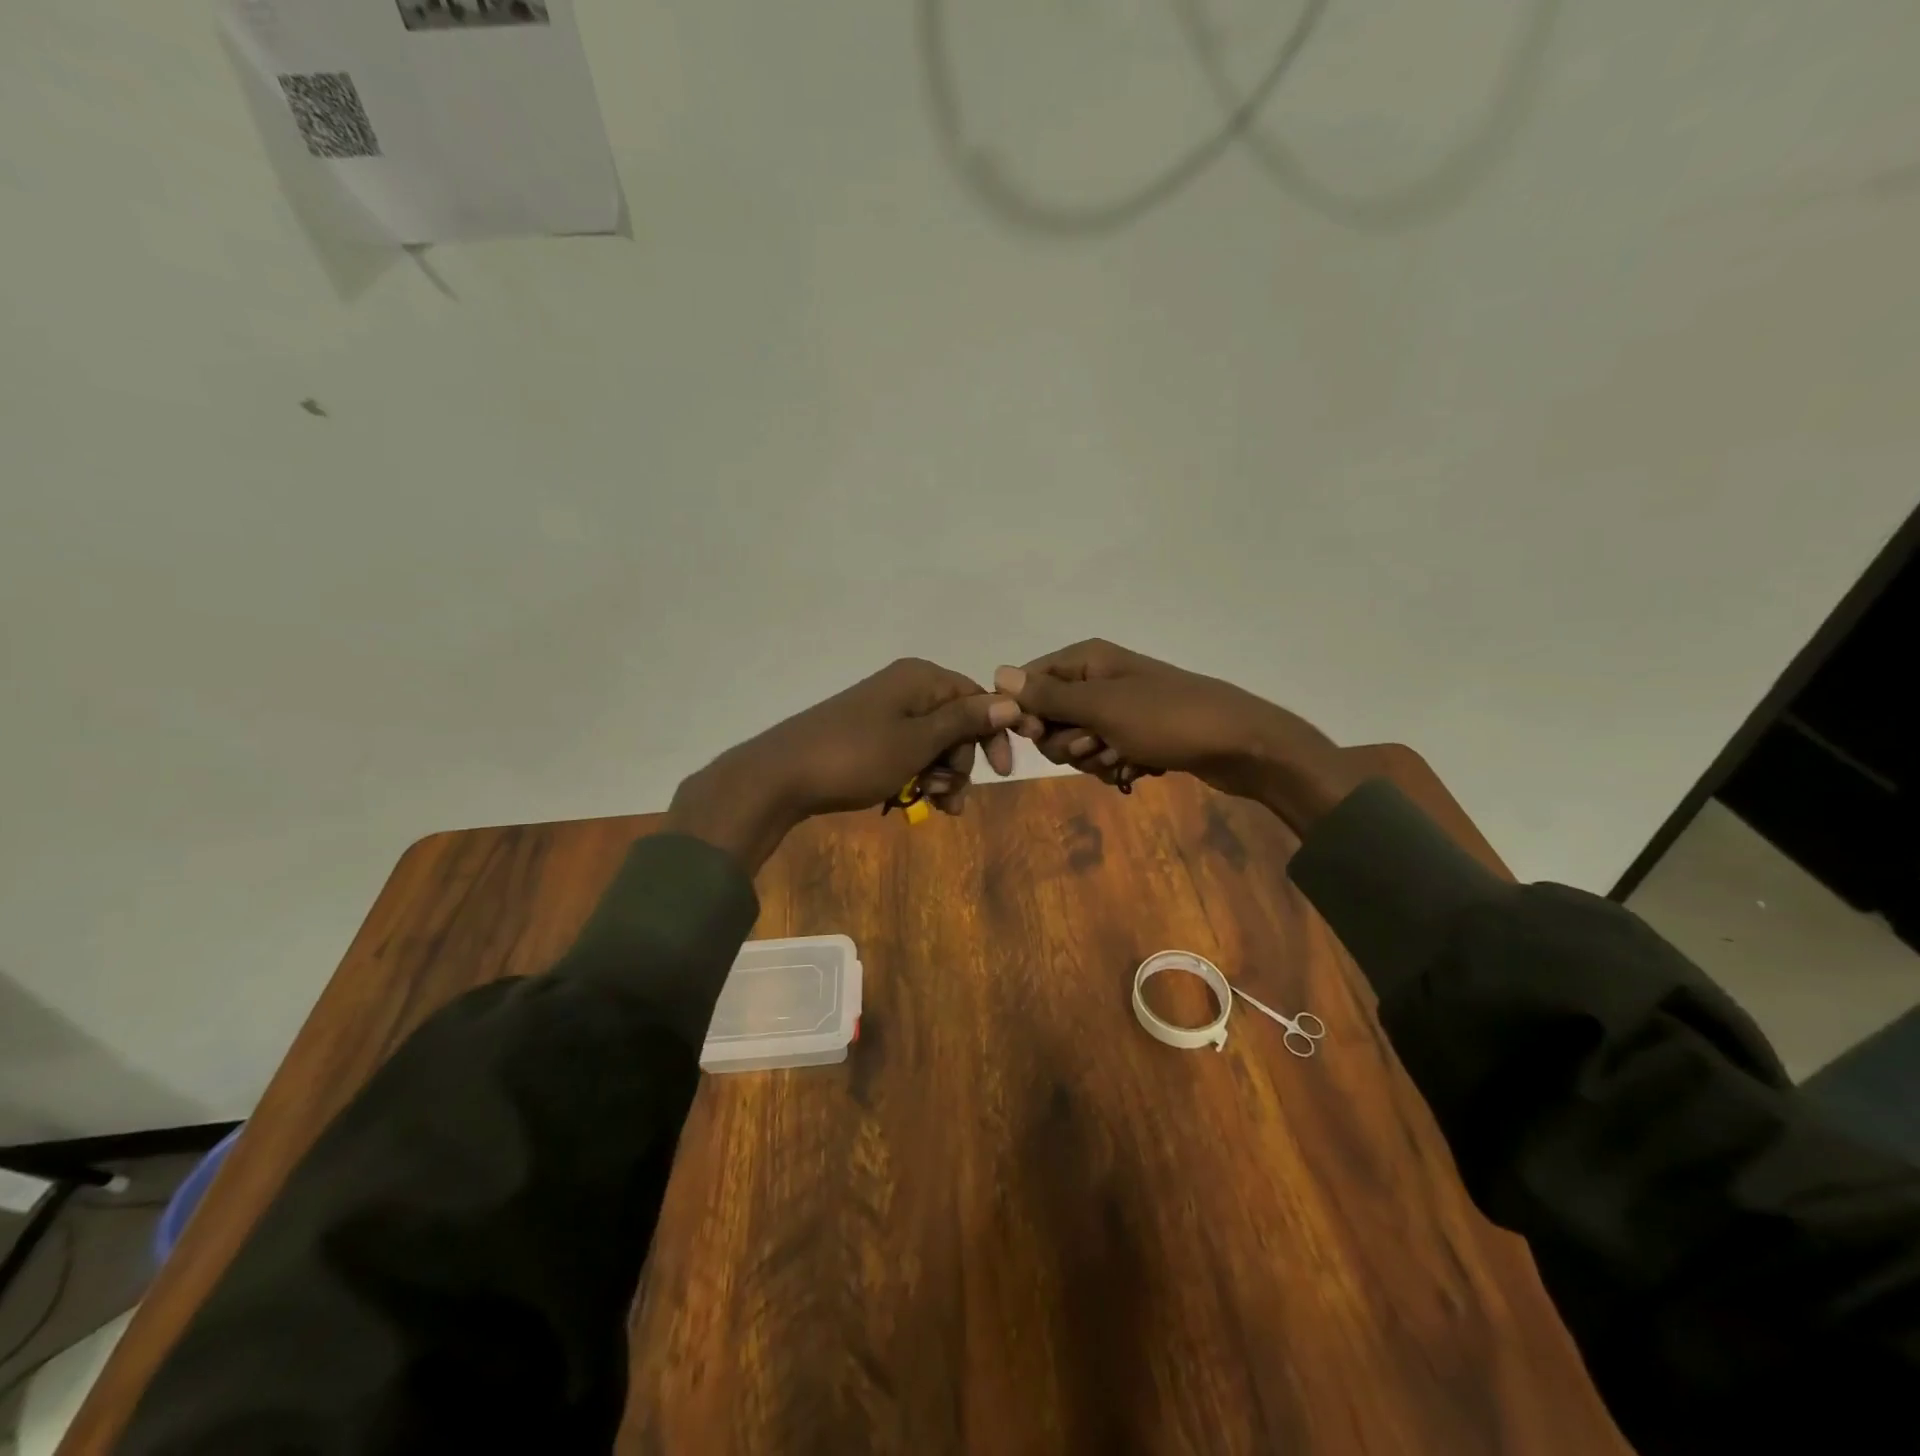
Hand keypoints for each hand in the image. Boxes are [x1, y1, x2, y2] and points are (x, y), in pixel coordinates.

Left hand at [668, 658, 1019, 870]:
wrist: (781, 776)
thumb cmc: (857, 756)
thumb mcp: (918, 741)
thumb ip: (965, 721)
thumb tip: (1012, 700)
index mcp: (921, 679)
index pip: (977, 698)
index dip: (993, 734)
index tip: (1002, 773)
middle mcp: (904, 688)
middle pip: (955, 723)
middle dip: (960, 763)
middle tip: (949, 797)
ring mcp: (883, 711)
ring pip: (932, 743)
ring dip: (939, 776)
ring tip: (931, 805)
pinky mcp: (867, 735)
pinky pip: (906, 753)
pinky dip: (914, 776)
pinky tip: (908, 803)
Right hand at [993, 640, 1364, 834]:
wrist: (1242, 745)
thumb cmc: (1168, 720)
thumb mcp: (1102, 708)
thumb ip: (1048, 696)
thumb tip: (998, 674)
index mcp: (1087, 659)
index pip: (1028, 682)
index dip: (1026, 713)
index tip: (1037, 735)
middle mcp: (1099, 678)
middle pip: (1050, 716)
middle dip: (1067, 742)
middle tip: (1097, 745)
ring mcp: (1119, 708)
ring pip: (1076, 742)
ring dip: (1094, 758)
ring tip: (1124, 758)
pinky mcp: (1137, 735)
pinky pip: (1105, 754)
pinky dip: (1116, 767)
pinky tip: (1138, 770)